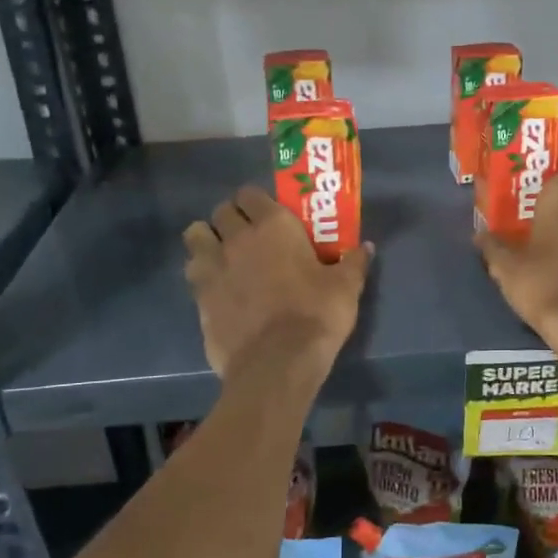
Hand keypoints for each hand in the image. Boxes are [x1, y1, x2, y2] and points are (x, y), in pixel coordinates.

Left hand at [184, 186, 372, 378]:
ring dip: (207, 240)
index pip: (250, 193)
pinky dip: (201, 274)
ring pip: (195, 236)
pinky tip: (217, 288)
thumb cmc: (315, 316)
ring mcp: (213, 267)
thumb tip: (365, 247)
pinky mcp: (199, 297)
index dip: (256, 201)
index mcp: (274, 226)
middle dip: (231, 218)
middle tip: (248, 235)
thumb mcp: (345, 288)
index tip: (267, 215)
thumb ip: (353, 262)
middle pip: (221, 210)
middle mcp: (238, 238)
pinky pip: (192, 272)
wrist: (277, 364)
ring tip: (223, 256)